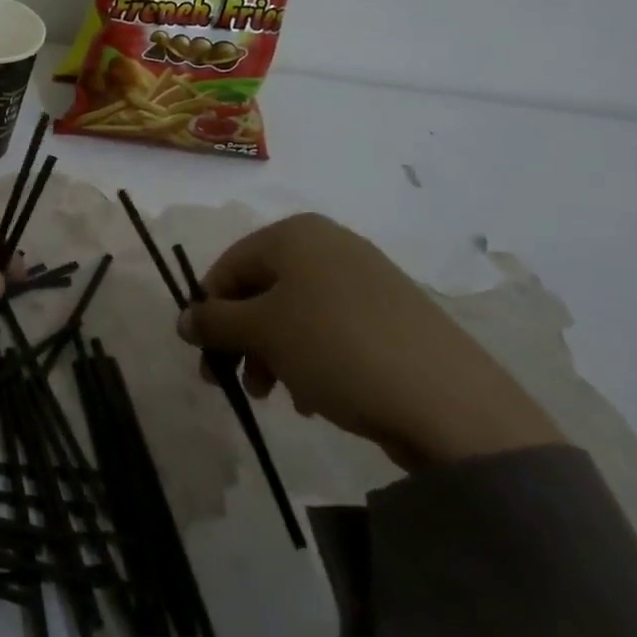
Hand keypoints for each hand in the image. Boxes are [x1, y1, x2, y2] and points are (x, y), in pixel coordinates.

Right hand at [176, 214, 563, 470]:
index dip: (209, 312)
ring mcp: (366, 277)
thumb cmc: (337, 348)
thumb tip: (184, 320)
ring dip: (274, 353)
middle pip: (262, 290)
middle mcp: (329, 243)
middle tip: (239, 384)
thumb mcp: (263, 333)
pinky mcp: (393, 314)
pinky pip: (331, 328)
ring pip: (295, 312)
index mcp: (294, 233)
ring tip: (280, 396)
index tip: (205, 358)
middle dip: (243, 338)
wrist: (451, 403)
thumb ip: (214, 322)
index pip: (228, 267)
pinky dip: (311, 357)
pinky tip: (316, 397)